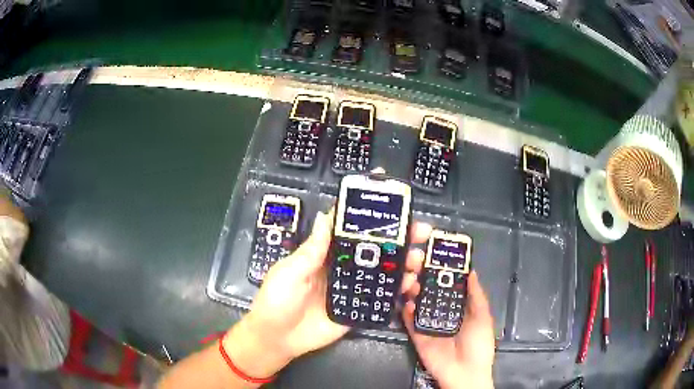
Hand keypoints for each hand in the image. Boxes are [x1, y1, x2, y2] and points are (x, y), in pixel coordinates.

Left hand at [226, 209, 434, 380]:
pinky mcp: (357, 309)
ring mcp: (351, 289)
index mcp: (324, 254)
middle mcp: (341, 268)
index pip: (349, 230)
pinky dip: (397, 291)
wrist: (277, 339)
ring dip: (402, 263)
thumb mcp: (290, 271)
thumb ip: (311, 249)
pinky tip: (411, 286)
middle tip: (420, 232)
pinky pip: (380, 298)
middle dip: (398, 239)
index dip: (370, 217)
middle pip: (373, 249)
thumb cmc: (277, 301)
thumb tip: (327, 216)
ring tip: (419, 260)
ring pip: (381, 271)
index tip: (393, 206)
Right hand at [402, 271, 495, 388]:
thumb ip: (476, 295)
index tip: (435, 257)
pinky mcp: (418, 336)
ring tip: (410, 281)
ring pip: (418, 305)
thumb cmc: (478, 343)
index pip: (449, 287)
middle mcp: (443, 314)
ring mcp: (429, 325)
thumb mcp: (483, 317)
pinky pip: (410, 323)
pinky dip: (406, 312)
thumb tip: (471, 271)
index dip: (443, 273)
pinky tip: (406, 302)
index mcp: (460, 308)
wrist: (465, 372)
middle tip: (416, 266)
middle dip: (424, 280)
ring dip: (413, 292)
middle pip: (431, 293)